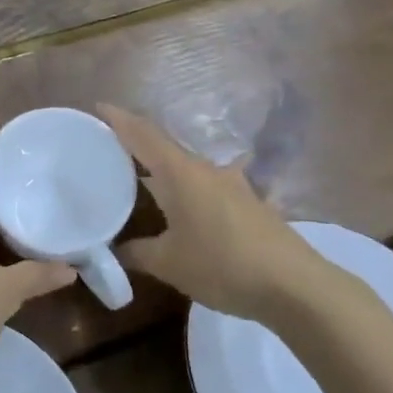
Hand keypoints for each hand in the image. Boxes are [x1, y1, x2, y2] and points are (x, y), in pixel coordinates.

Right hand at [98, 105, 329, 324]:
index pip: (143, 136)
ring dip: (164, 168)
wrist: (293, 284)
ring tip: (141, 179)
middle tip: (109, 149)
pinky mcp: (248, 203)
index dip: (119, 120)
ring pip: (187, 167)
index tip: (99, 107)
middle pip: (165, 147)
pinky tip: (185, 208)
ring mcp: (232, 184)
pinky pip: (207, 186)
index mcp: (181, 173)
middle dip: (137, 144)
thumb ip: (138, 252)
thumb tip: (115, 251)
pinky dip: (187, 189)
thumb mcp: (170, 263)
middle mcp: (206, 169)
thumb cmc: (222, 265)